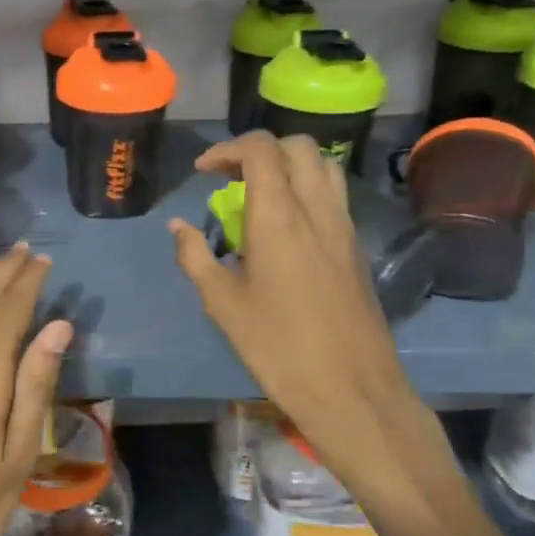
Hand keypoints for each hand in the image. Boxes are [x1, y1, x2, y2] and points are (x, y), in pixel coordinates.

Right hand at [169, 133, 444, 493]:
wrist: (351, 388)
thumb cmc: (277, 346)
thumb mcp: (222, 303)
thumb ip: (195, 256)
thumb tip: (178, 227)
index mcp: (279, 217)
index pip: (261, 150)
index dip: (227, 149)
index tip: (203, 172)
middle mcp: (317, 210)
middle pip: (298, 147)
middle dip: (260, 149)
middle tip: (231, 178)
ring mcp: (344, 227)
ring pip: (323, 166)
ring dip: (289, 165)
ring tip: (259, 195)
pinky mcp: (356, 247)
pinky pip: (334, 196)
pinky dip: (307, 189)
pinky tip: (285, 226)